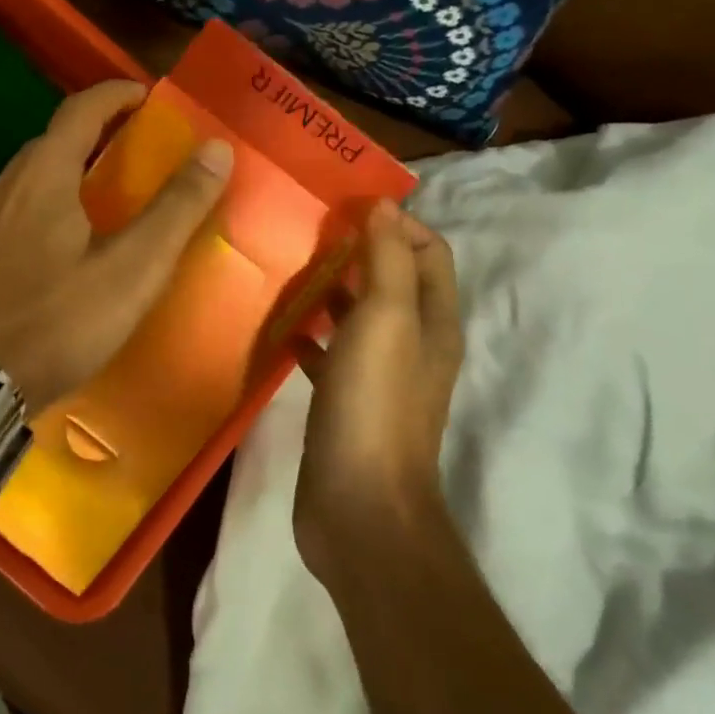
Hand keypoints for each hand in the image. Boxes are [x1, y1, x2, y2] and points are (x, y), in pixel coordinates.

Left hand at [0, 80, 232, 411]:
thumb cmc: (59, 321)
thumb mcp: (132, 268)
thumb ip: (175, 209)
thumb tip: (215, 150)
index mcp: (42, 177)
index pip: (79, 110)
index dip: (115, 95)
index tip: (147, 96)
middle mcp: (5, 187)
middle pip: (52, 141)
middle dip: (95, 132)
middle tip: (134, 148)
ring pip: (30, 177)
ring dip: (68, 168)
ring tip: (104, 192)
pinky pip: (15, 209)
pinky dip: (47, 202)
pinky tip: (62, 241)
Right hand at [294, 202, 463, 579]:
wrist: (359, 508)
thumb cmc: (374, 405)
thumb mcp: (385, 321)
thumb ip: (388, 261)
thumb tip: (386, 205)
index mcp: (433, 321)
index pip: (430, 251)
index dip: (398, 223)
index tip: (348, 208)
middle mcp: (413, 344)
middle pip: (394, 281)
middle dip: (359, 251)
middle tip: (310, 232)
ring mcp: (379, 376)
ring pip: (360, 317)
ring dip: (333, 291)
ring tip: (291, 269)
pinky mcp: (347, 403)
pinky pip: (331, 356)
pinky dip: (311, 337)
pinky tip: (281, 330)